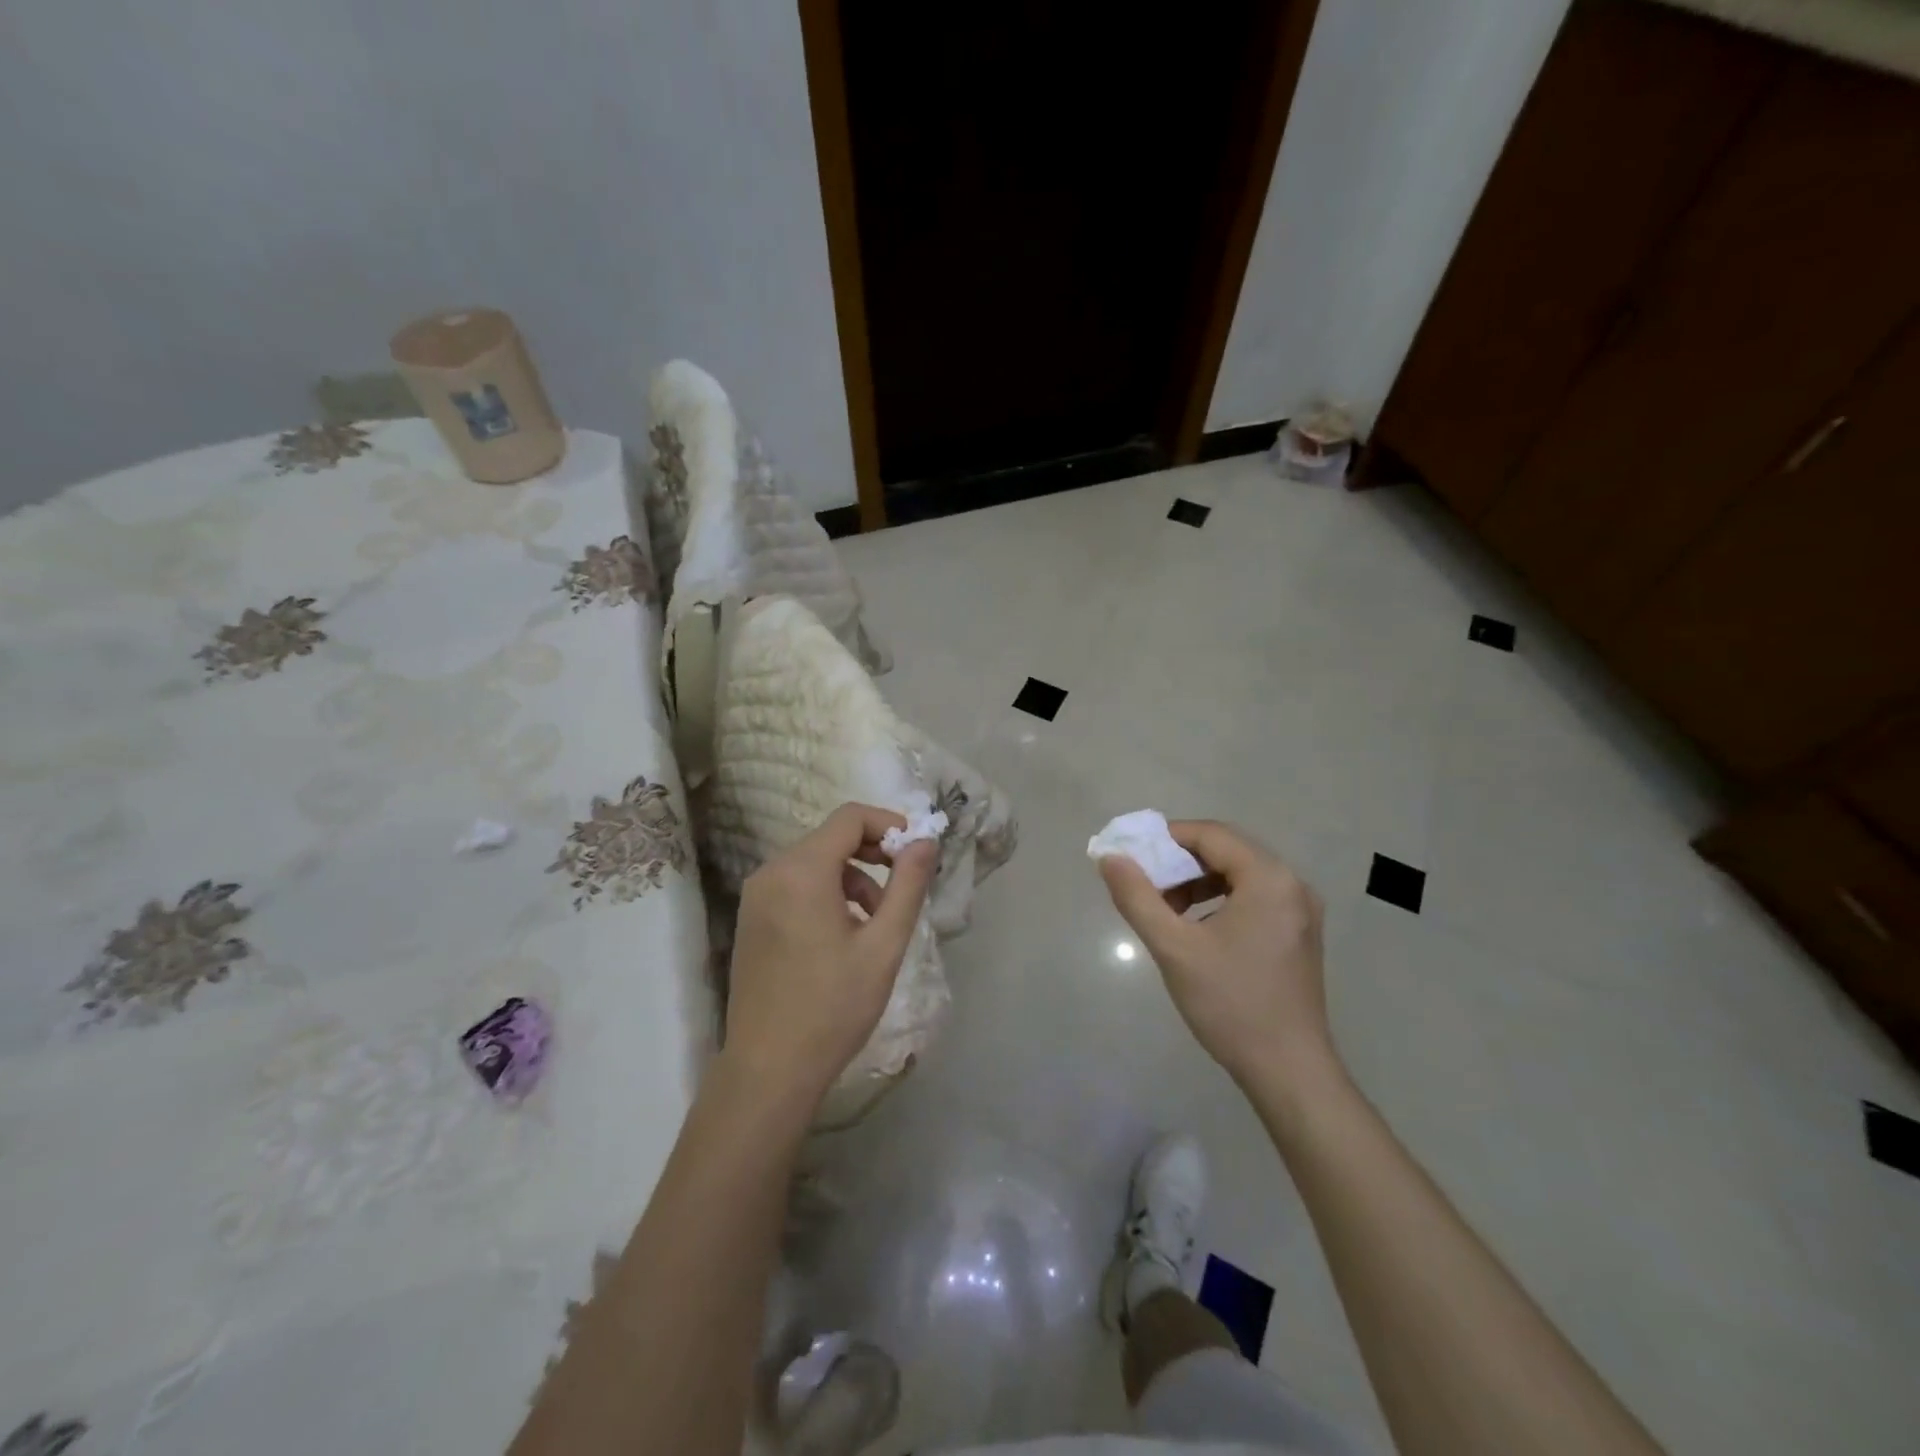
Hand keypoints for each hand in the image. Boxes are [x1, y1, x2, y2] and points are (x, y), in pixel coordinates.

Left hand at [722, 803, 938, 1107]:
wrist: (769, 1069)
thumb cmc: (833, 1007)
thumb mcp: (884, 945)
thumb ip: (908, 886)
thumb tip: (925, 841)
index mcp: (802, 871)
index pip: (850, 818)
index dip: (888, 825)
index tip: (916, 854)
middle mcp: (772, 872)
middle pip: (831, 838)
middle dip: (873, 854)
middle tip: (903, 888)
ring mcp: (756, 896)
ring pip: (814, 862)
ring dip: (852, 878)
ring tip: (876, 922)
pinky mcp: (752, 918)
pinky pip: (796, 885)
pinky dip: (827, 893)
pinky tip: (844, 935)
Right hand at [1098, 820, 1335, 1090]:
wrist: (1288, 1071)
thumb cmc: (1230, 1004)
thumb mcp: (1174, 948)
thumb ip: (1137, 897)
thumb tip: (1110, 858)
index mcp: (1269, 879)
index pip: (1211, 834)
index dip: (1167, 838)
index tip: (1132, 856)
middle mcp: (1293, 885)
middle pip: (1228, 850)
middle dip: (1180, 861)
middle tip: (1145, 881)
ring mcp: (1301, 911)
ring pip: (1240, 874)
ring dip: (1199, 881)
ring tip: (1166, 908)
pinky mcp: (1300, 934)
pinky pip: (1254, 897)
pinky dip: (1220, 900)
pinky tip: (1197, 928)